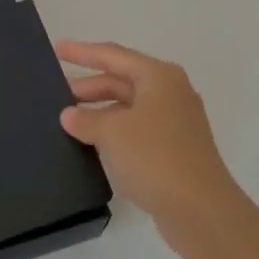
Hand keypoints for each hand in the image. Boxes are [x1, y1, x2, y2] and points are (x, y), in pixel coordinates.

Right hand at [57, 39, 241, 258]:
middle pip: (122, 80)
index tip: (57, 48)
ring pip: (129, 106)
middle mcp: (171, 92)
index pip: (113, 55)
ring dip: (100, 111)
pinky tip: (93, 144)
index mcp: (159, 77)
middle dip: (90, 86)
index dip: (83, 52)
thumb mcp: (112, 133)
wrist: (201, 210)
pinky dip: (114, 131)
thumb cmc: (155, 157)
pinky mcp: (176, 149)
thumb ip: (86, 119)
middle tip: (57, 93)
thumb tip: (70, 114)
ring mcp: (176, 122)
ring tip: (69, 120)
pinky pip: (137, 129)